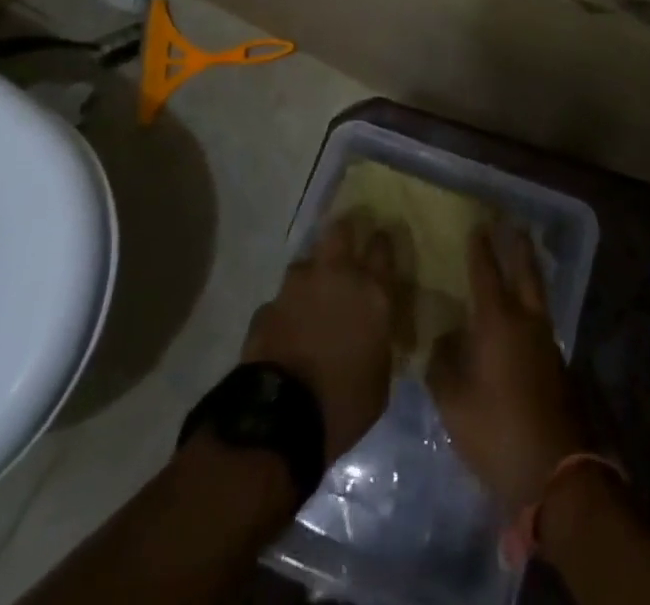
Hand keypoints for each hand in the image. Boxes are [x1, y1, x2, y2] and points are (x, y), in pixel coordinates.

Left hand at [241, 213, 406, 462]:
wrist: (280, 419)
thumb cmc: (344, 403)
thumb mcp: (380, 379)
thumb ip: (378, 343)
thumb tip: (374, 336)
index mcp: (371, 292)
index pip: (382, 246)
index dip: (381, 242)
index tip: (380, 245)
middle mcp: (335, 276)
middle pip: (339, 230)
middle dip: (343, 234)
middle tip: (345, 250)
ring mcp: (296, 288)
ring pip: (305, 262)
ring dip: (310, 276)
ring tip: (311, 299)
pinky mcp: (267, 307)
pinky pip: (280, 300)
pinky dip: (285, 311)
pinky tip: (286, 331)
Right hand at [427, 225, 585, 514]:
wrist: (555, 470)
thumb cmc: (497, 430)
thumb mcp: (453, 402)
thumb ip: (442, 365)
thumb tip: (443, 340)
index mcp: (498, 322)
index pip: (487, 273)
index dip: (481, 249)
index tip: (477, 226)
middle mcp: (526, 321)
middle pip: (525, 272)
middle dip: (518, 246)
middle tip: (512, 225)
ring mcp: (546, 342)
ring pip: (537, 294)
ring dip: (528, 272)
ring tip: (519, 260)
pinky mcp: (556, 364)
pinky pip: (540, 319)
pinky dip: (530, 303)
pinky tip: (520, 315)